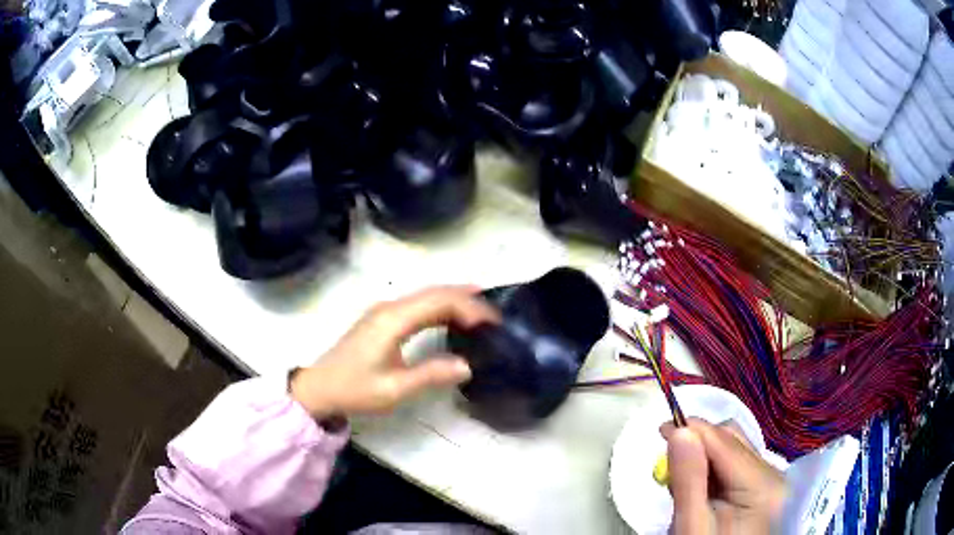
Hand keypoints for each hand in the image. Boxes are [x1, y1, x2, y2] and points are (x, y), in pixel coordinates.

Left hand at [290, 285, 498, 417]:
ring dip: (454, 299)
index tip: (493, 322)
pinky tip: (452, 317)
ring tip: (482, 312)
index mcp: (393, 320)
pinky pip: (417, 304)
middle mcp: (389, 307)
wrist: (320, 388)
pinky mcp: (382, 318)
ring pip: (426, 295)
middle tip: (495, 314)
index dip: (468, 306)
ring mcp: (384, 310)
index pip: (438, 300)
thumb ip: (430, 375)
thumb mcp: (394, 389)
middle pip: (434, 292)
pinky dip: (439, 306)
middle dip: (467, 298)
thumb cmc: (354, 389)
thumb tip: (467, 365)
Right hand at [661, 418, 786, 533]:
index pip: (725, 442)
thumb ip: (689, 480)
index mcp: (762, 485)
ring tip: (683, 483)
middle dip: (699, 444)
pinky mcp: (763, 487)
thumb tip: (679, 432)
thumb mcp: (692, 526)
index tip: (660, 430)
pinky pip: (736, 463)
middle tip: (669, 466)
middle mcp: (774, 474)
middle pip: (733, 439)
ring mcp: (771, 480)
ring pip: (734, 448)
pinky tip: (701, 489)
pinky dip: (714, 469)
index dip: (693, 429)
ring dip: (705, 457)